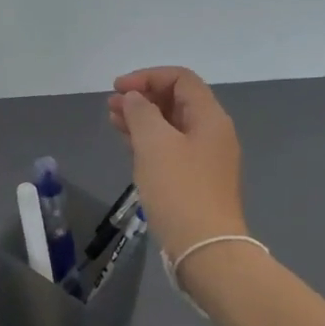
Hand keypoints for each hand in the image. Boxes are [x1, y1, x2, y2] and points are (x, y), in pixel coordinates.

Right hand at [107, 67, 247, 257]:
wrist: (204, 248)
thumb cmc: (179, 189)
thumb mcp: (154, 143)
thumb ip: (141, 112)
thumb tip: (135, 99)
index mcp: (210, 118)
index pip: (181, 79)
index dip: (147, 77)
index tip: (117, 89)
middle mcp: (212, 134)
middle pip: (177, 100)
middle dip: (143, 97)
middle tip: (111, 105)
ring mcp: (206, 159)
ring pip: (171, 126)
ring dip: (143, 118)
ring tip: (113, 120)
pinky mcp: (196, 180)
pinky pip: (170, 148)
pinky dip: (149, 140)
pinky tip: (128, 144)